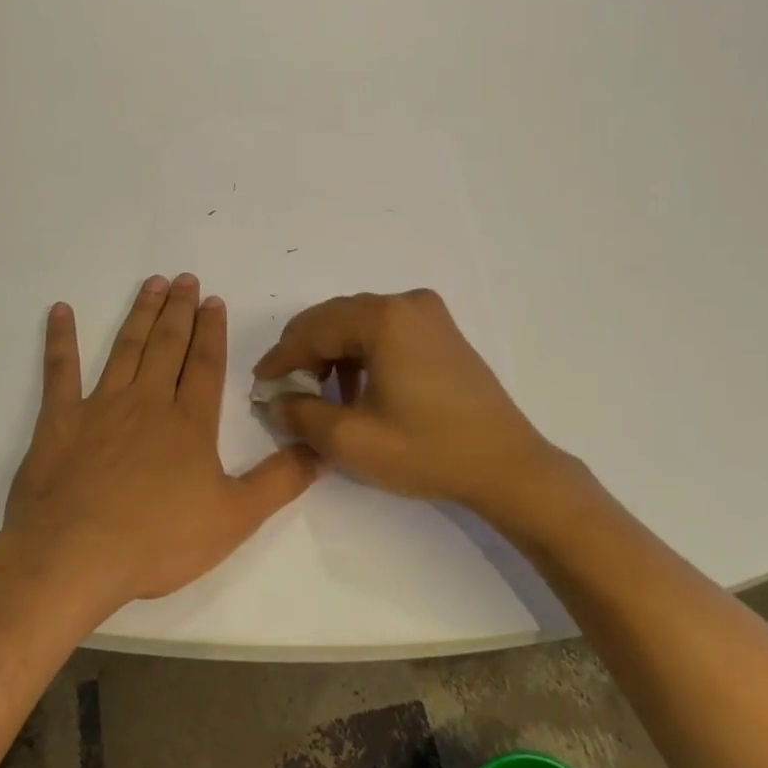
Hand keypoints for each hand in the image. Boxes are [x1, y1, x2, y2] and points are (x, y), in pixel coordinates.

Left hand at [0, 273, 319, 615]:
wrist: (73, 557)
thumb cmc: (157, 540)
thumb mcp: (234, 518)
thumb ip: (280, 481)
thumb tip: (322, 450)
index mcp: (189, 422)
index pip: (205, 363)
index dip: (212, 330)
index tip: (214, 299)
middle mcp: (147, 402)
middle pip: (167, 345)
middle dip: (179, 310)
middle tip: (185, 278)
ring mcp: (100, 406)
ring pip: (125, 348)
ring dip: (140, 314)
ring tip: (152, 284)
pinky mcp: (59, 421)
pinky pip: (60, 372)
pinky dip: (60, 340)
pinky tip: (60, 312)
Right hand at [253, 289, 568, 515]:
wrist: (506, 465)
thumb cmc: (427, 450)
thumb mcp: (351, 440)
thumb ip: (301, 414)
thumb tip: (276, 399)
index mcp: (384, 318)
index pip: (313, 328)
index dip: (282, 357)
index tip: (260, 384)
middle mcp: (406, 302)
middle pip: (335, 319)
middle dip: (306, 354)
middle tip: (286, 391)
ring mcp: (429, 314)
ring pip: (359, 324)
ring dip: (333, 354)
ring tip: (322, 396)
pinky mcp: (442, 332)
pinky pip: (386, 332)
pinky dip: (362, 355)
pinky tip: (359, 390)